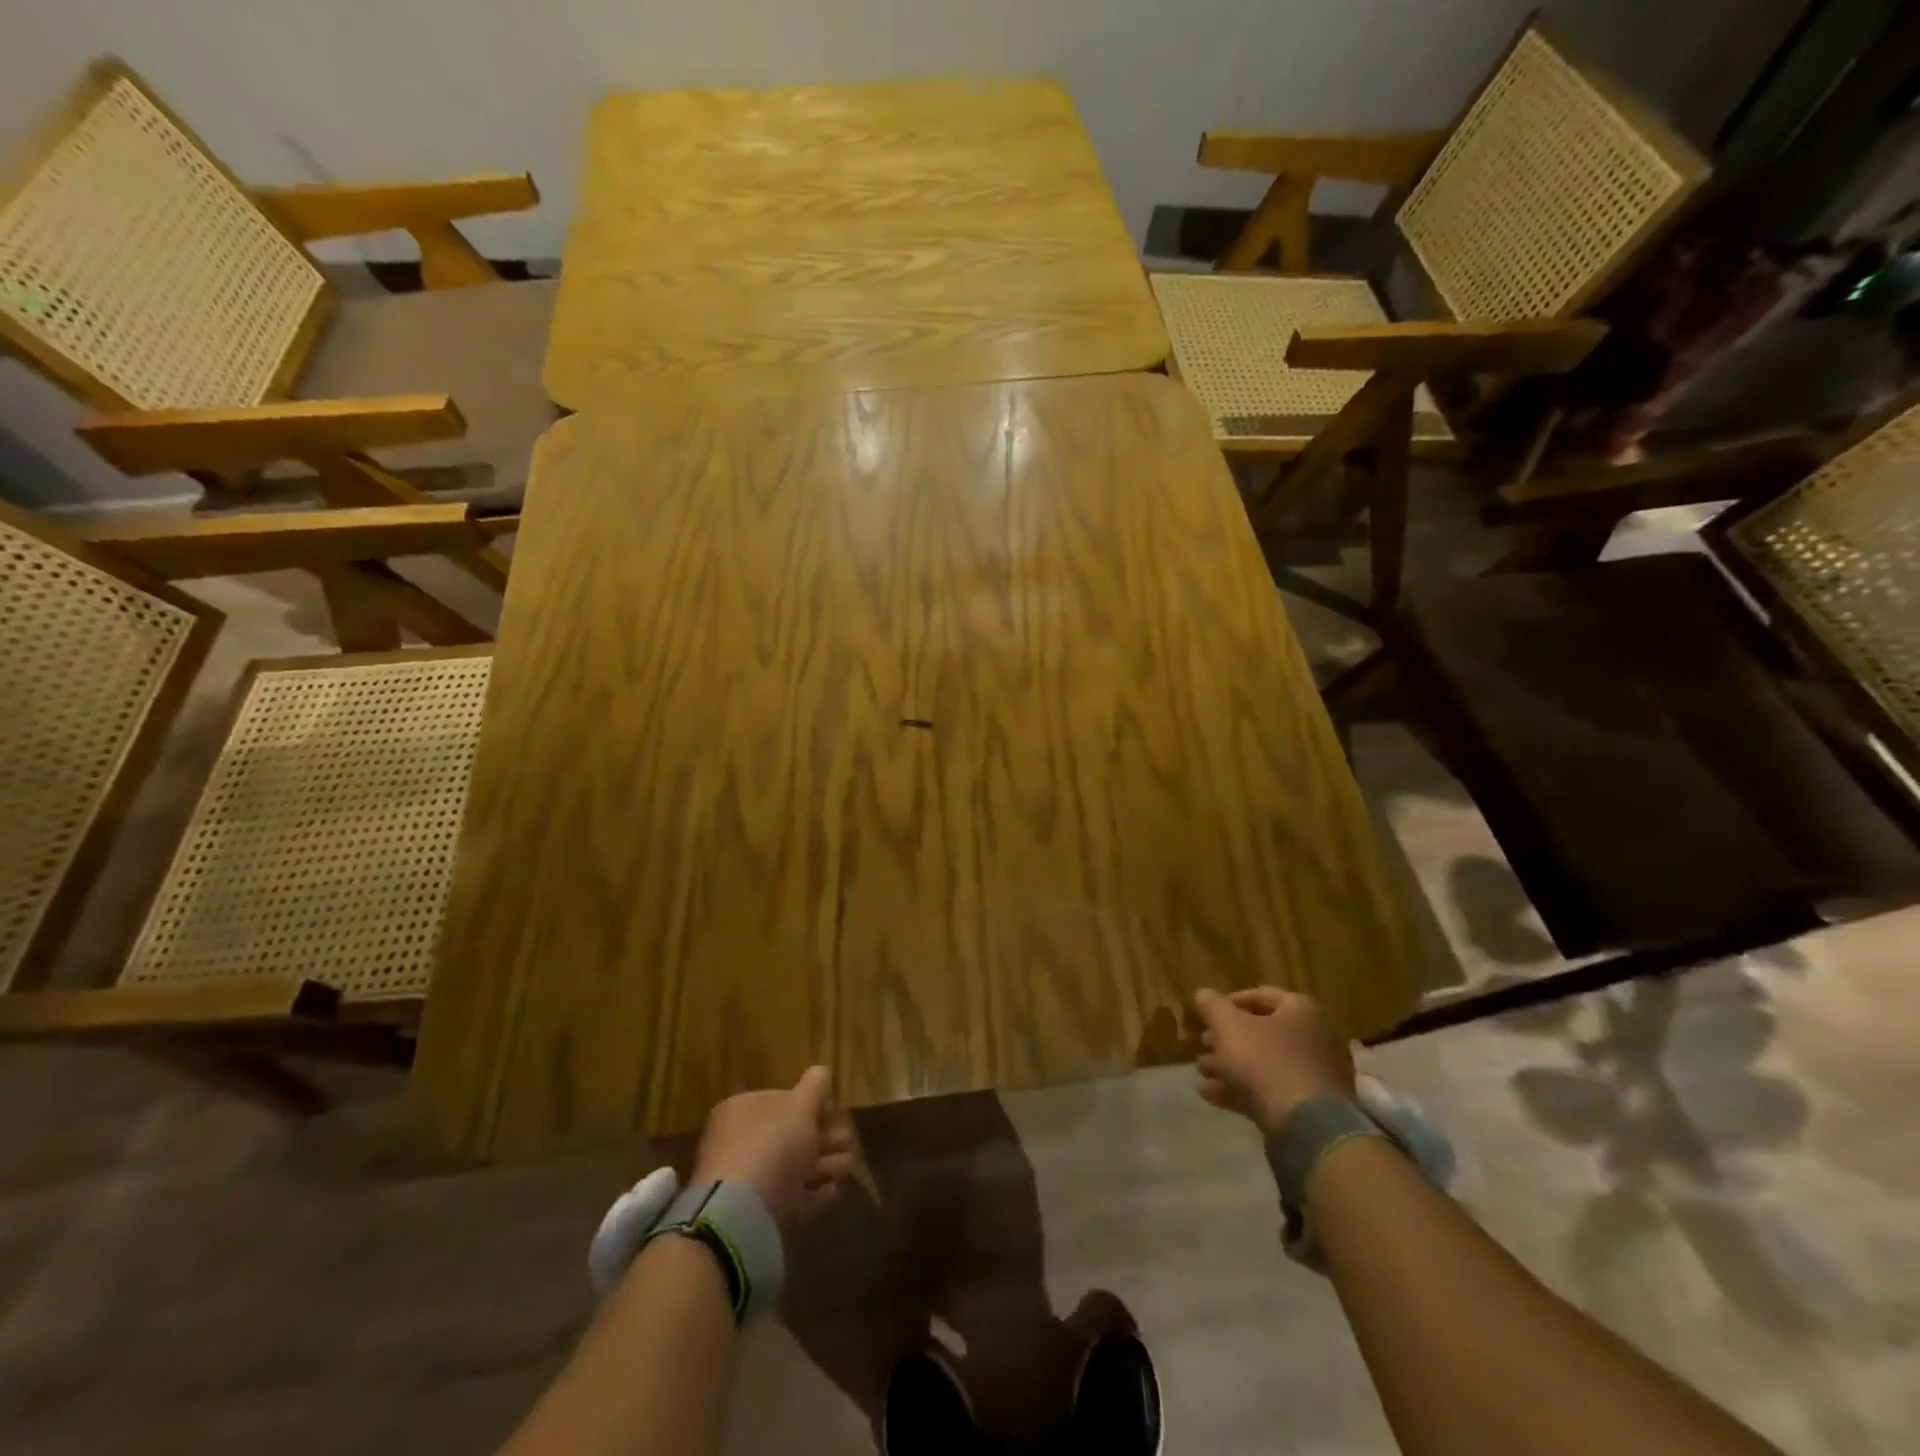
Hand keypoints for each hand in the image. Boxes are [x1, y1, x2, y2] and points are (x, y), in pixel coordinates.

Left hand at [691, 1067, 856, 1233]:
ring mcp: (744, 1182)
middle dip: (821, 1138)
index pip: (778, 1100)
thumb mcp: (801, 1106)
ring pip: (790, 1168)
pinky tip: (834, 1191)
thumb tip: (821, 1071)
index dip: (808, 1104)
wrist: (744, 1211)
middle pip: (786, 1136)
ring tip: (849, 1165)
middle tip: (848, 1139)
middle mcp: (737, 1143)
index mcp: (741, 1110)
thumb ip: (814, 1087)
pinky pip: (787, 1198)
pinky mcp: (753, 1214)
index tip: (833, 1110)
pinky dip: (811, 1193)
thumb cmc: (773, 1144)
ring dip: (822, 1165)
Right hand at [1193, 987, 1356, 1137]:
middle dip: (1226, 1037)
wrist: (1303, 1125)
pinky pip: (1268, 1091)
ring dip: (1228, 1065)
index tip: (1208, 1013)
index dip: (1230, 1001)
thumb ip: (1212, 1005)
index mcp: (1300, 1011)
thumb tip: (1203, 994)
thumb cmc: (1265, 1060)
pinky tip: (1209, 1094)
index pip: (1262, 995)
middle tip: (1203, 1042)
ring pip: (1262, 1063)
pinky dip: (1239, 1089)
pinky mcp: (1305, 1108)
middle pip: (1261, 1032)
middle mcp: (1312, 1039)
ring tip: (1201, 1070)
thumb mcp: (1227, 1024)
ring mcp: (1310, 1076)